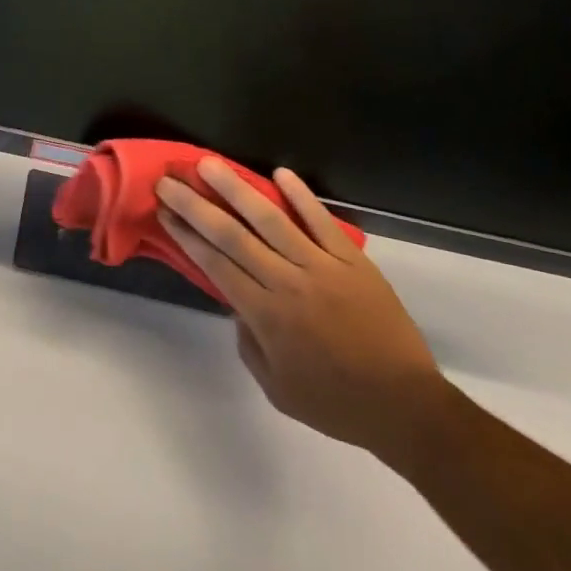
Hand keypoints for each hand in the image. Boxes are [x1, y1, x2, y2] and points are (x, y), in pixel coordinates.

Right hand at [157, 161, 452, 462]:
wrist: (406, 406)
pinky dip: (301, 196)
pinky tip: (280, 174)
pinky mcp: (352, 260)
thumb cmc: (336, 403)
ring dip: (236, 189)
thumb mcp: (277, 389)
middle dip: (195, 205)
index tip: (164, 211)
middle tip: (169, 180)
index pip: (215, 263)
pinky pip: (322, 221)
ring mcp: (321, 266)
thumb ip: (249, 343)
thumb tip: (237, 304)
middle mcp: (287, 282)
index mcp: (266, 315)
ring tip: (209, 164)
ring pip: (270, 218)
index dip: (186, 235)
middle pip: (231, 235)